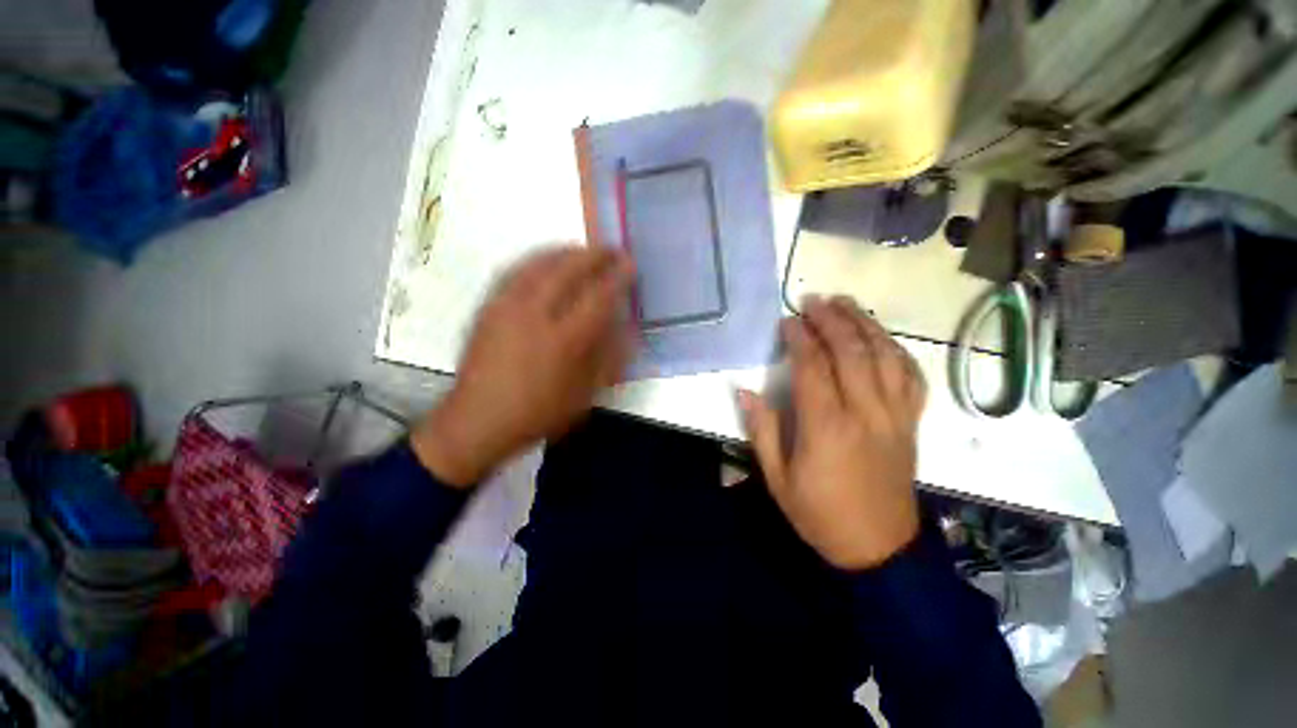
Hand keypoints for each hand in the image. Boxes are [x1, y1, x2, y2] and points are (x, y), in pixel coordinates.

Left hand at [411, 245, 634, 486]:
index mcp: (564, 340)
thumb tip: (624, 329)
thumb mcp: (584, 395)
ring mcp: (507, 307)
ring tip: (582, 251)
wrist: (478, 421)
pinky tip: (545, 263)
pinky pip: (515, 271)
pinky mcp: (488, 307)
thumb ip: (607, 358)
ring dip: (566, 252)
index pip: (598, 297)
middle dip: (594, 255)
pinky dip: (537, 260)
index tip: (630, 264)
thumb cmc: (538, 413)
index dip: (618, 277)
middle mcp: (535, 315)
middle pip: (568, 269)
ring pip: (539, 263)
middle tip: (611, 250)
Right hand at [739, 296, 926, 569]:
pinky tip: (882, 338)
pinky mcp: (911, 424)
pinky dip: (897, 351)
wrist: (879, 549)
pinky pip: (911, 378)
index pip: (813, 367)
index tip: (787, 321)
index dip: (799, 339)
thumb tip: (745, 391)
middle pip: (852, 352)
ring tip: (847, 304)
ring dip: (866, 325)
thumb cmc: (819, 514)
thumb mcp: (777, 478)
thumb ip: (761, 430)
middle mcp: (865, 413)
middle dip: (832, 320)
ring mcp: (894, 417)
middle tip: (814, 300)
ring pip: (886, 357)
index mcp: (827, 427)